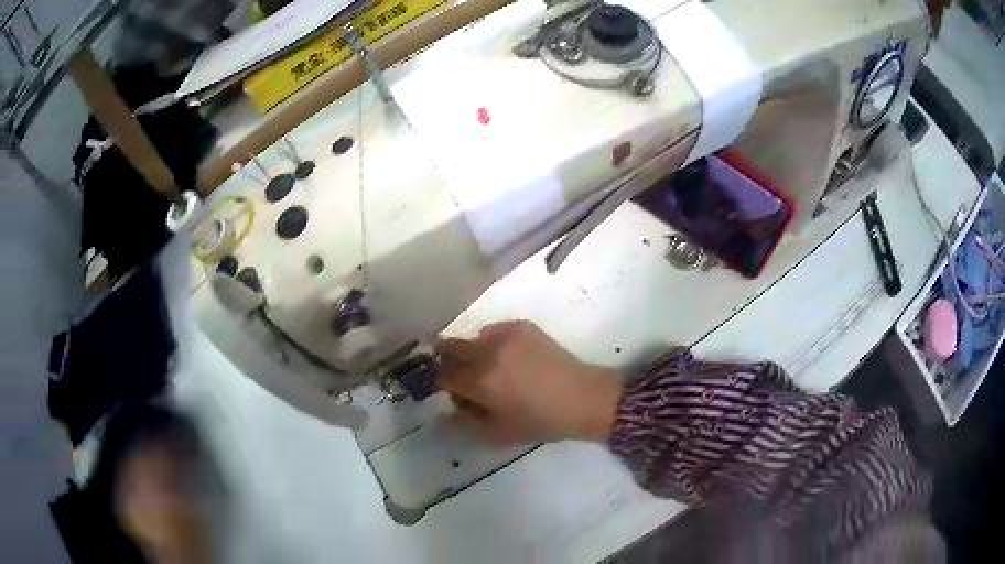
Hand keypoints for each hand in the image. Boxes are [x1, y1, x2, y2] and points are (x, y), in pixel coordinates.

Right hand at [436, 321, 621, 445]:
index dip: (440, 382)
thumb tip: (449, 409)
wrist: (581, 397)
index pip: (444, 375)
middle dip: (447, 359)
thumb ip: (466, 422)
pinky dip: (493, 343)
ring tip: (490, 368)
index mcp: (481, 382)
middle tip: (457, 373)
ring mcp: (506, 335)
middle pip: (450, 347)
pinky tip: (509, 358)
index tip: (446, 389)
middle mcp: (488, 353)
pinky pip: (494, 331)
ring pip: (473, 338)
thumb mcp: (499, 434)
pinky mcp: (522, 326)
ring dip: (472, 352)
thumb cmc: (541, 421)